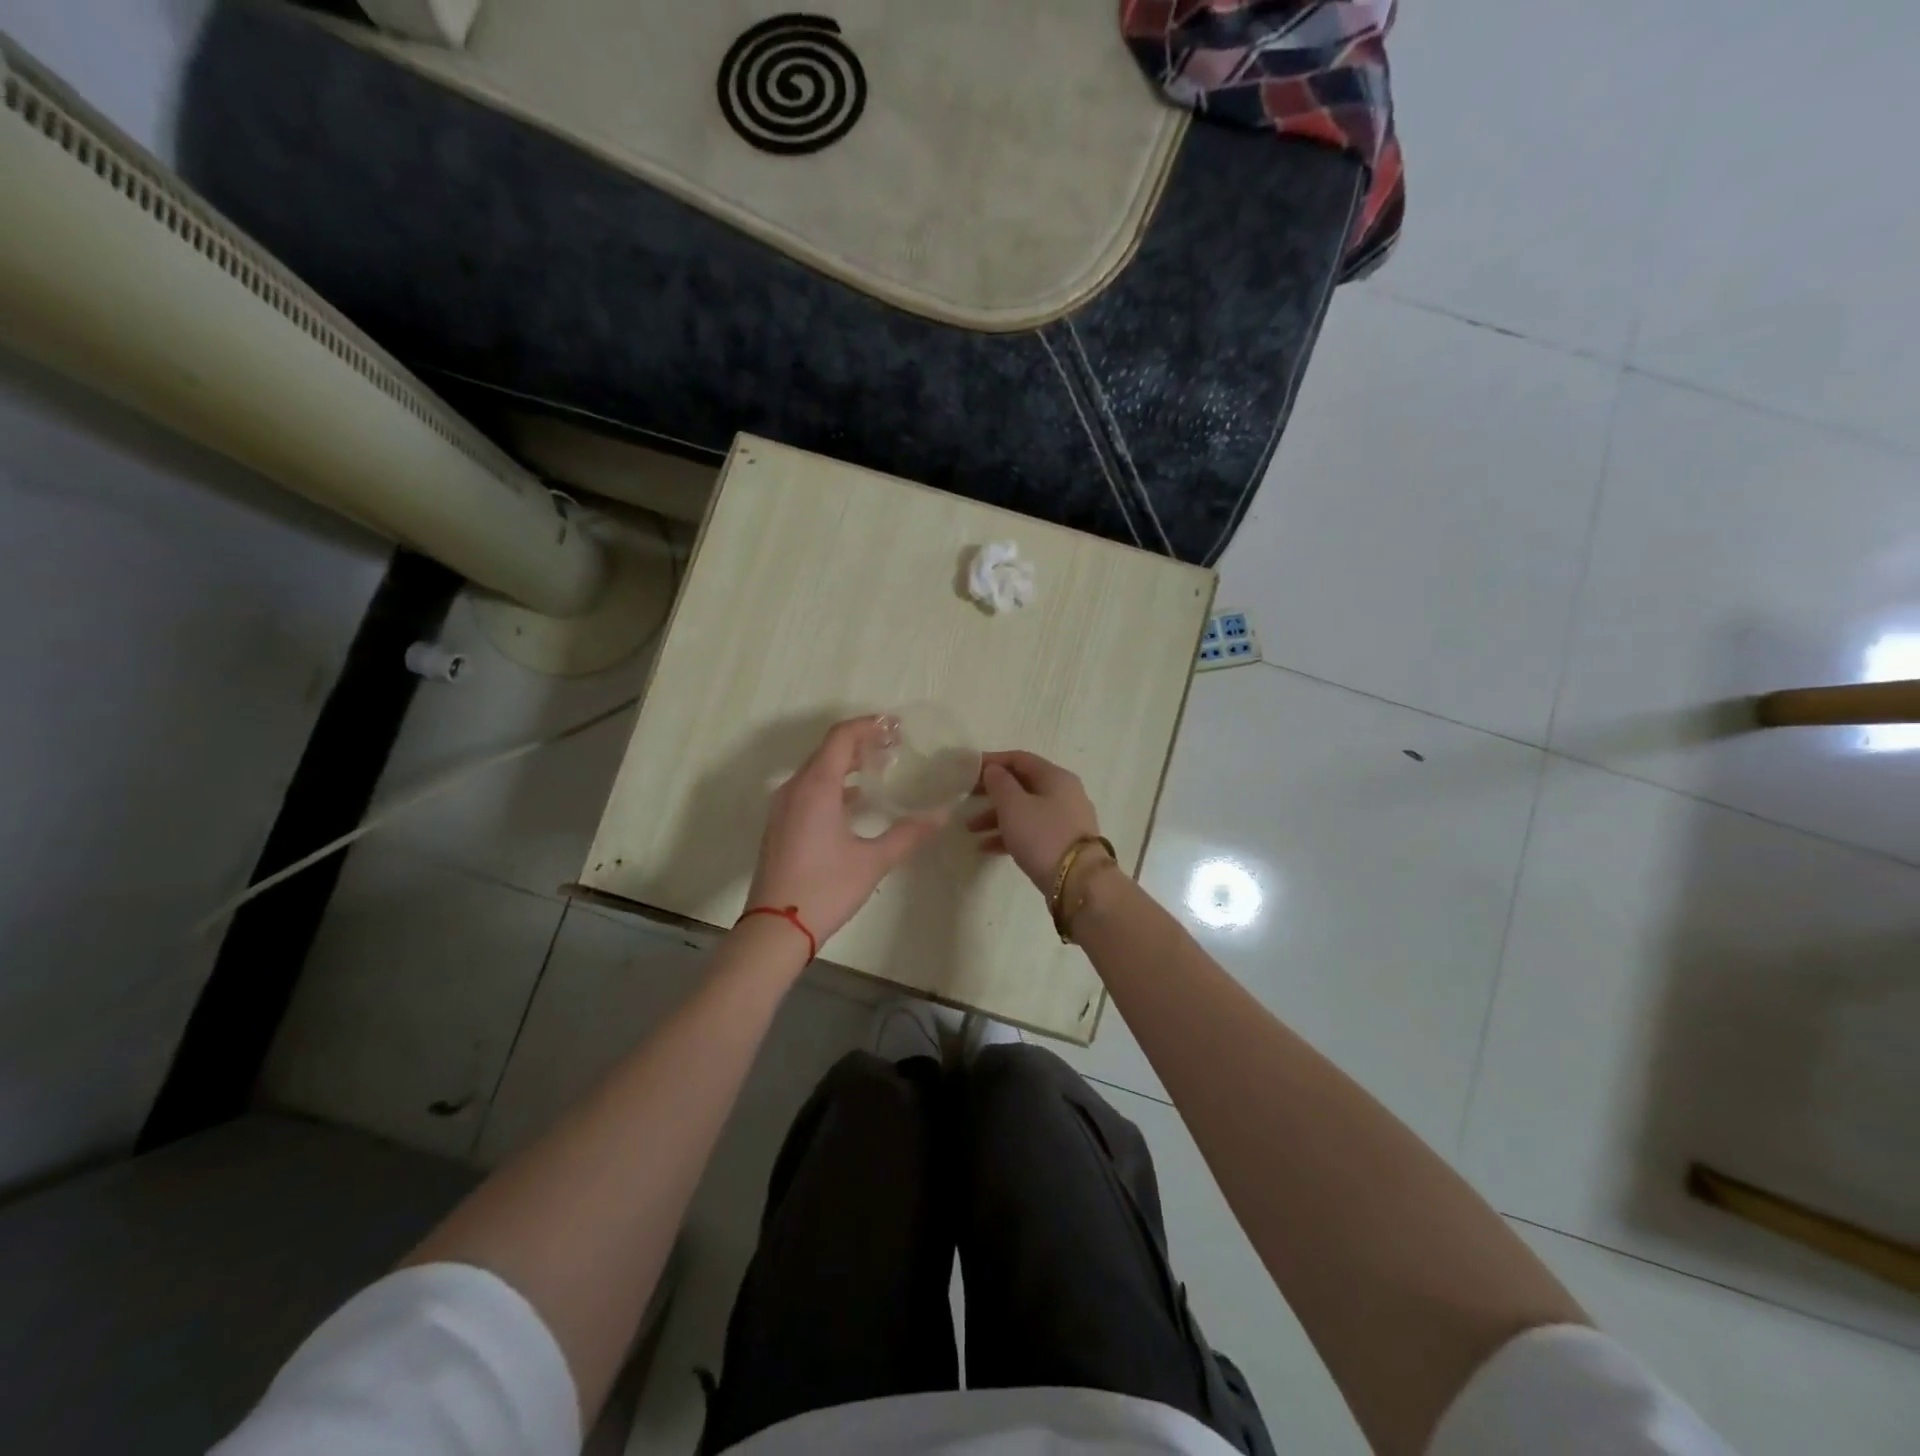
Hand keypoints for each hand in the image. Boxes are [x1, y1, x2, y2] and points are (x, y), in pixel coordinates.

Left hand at [745, 717, 946, 947]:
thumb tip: (941, 816)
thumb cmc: (825, 889)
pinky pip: (808, 789)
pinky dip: (833, 784)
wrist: (775, 928)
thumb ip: (908, 834)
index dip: (868, 725)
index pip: (841, 737)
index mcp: (816, 787)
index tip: (896, 726)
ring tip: (880, 769)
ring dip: (846, 764)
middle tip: (894, 746)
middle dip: (861, 742)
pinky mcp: (781, 825)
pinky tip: (856, 801)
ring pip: (816, 770)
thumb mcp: (873, 861)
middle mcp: (795, 788)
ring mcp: (783, 807)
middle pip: (828, 750)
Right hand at [967, 750, 1104, 891]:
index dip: (992, 761)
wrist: (1079, 883)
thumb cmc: (1043, 836)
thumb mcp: (1014, 806)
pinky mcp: (1064, 843)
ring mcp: (1066, 819)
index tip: (968, 771)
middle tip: (967, 799)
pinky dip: (1010, 834)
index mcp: (1055, 777)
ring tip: (970, 830)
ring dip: (996, 816)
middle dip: (992, 792)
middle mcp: (1064, 793)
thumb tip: (994, 770)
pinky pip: (1032, 831)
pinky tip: (986, 847)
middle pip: (1022, 785)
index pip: (1020, 759)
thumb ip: (999, 783)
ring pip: (1025, 810)